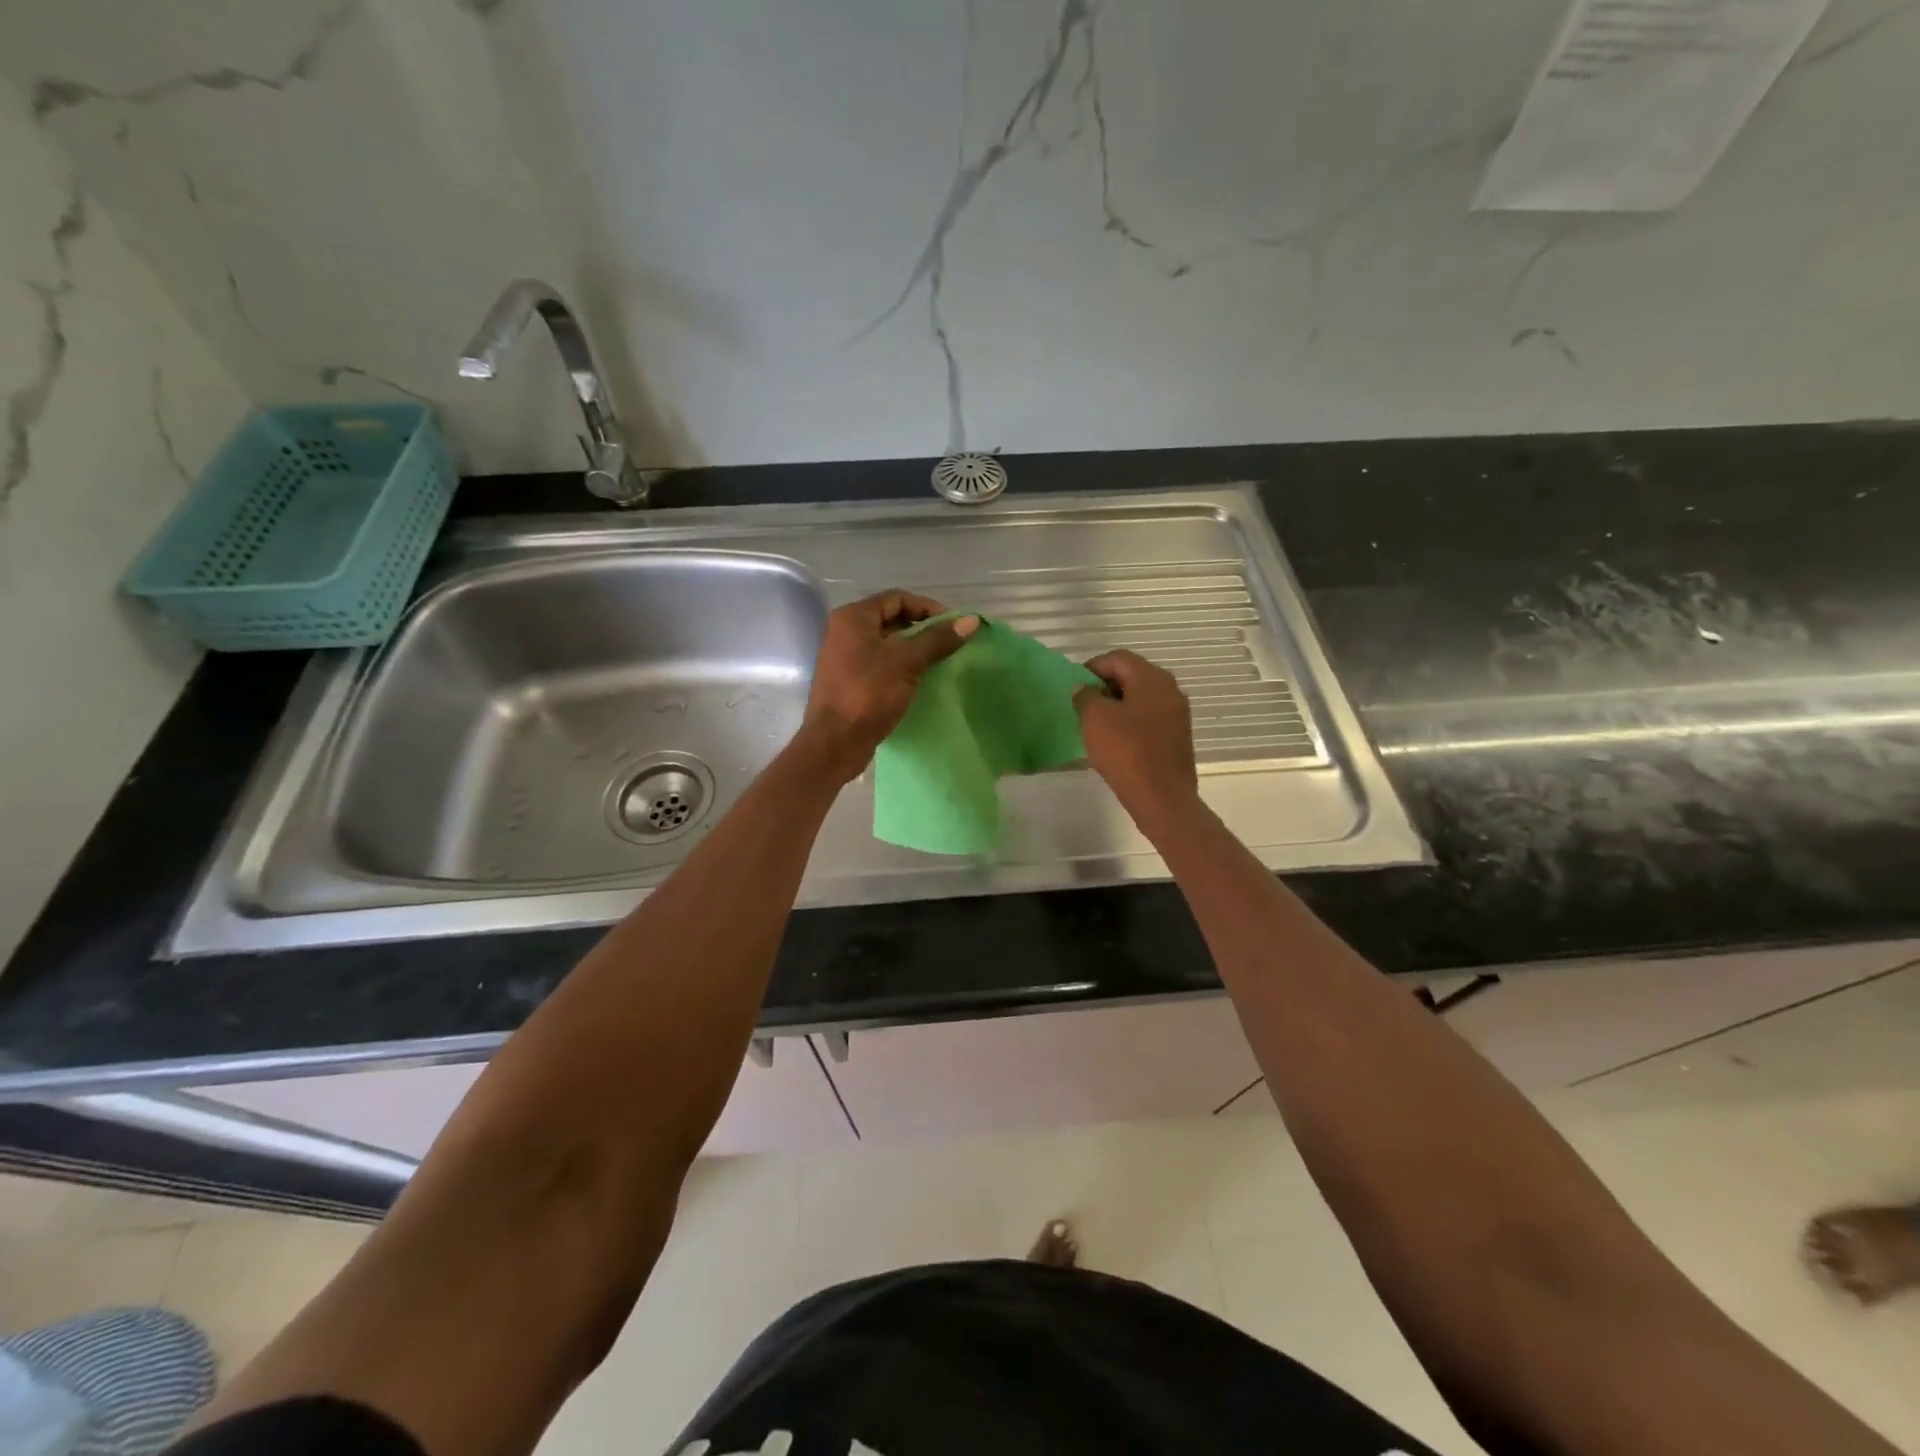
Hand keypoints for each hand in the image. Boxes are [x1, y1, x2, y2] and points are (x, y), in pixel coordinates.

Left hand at [798, 590, 978, 782]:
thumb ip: (938, 640)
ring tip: (939, 661)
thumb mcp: (907, 663)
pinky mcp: (849, 680)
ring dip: (913, 648)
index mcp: (853, 618)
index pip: (897, 598)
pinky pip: (880, 663)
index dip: (928, 608)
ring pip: (886, 643)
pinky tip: (920, 679)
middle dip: (922, 628)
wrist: (834, 742)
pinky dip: (901, 665)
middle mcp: (845, 631)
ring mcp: (844, 657)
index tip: (953, 625)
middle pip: (891, 618)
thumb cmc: (868, 695)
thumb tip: (971, 621)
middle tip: (950, 643)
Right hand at [1074, 650, 1200, 835]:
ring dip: (1118, 705)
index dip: (1092, 667)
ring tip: (1097, 724)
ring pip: (1141, 698)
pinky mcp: (1178, 736)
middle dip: (1105, 686)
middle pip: (1132, 675)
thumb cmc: (1126, 751)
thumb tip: (1086, 689)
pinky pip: (1149, 718)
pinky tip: (1116, 740)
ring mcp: (1178, 714)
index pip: (1118, 658)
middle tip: (1083, 704)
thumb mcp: (1095, 719)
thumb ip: (1085, 696)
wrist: (1162, 798)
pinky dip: (1131, 721)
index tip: (1075, 686)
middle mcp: (1170, 689)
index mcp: (1152, 678)